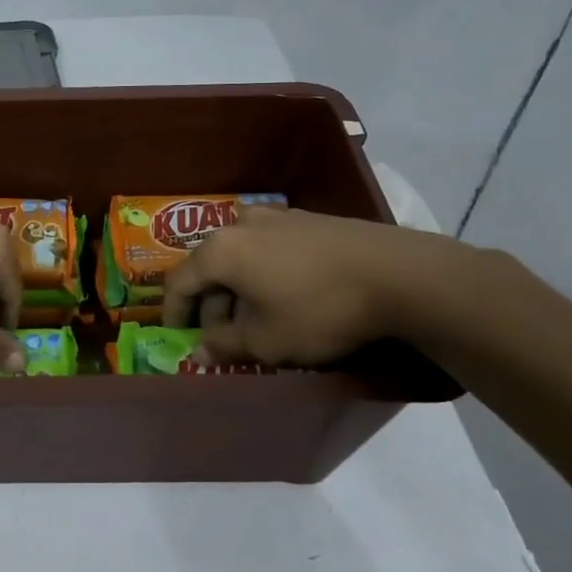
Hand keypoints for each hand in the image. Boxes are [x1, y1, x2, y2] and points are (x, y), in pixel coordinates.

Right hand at [161, 207, 462, 366]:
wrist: (398, 274)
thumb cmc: (318, 309)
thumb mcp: (266, 340)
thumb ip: (224, 346)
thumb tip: (199, 353)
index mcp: (220, 250)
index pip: (179, 282)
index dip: (173, 313)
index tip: (177, 337)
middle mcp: (240, 225)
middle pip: (210, 267)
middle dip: (212, 305)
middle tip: (224, 338)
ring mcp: (277, 217)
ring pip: (241, 257)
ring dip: (239, 289)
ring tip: (256, 321)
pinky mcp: (308, 220)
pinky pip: (269, 249)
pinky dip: (264, 273)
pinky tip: (286, 297)